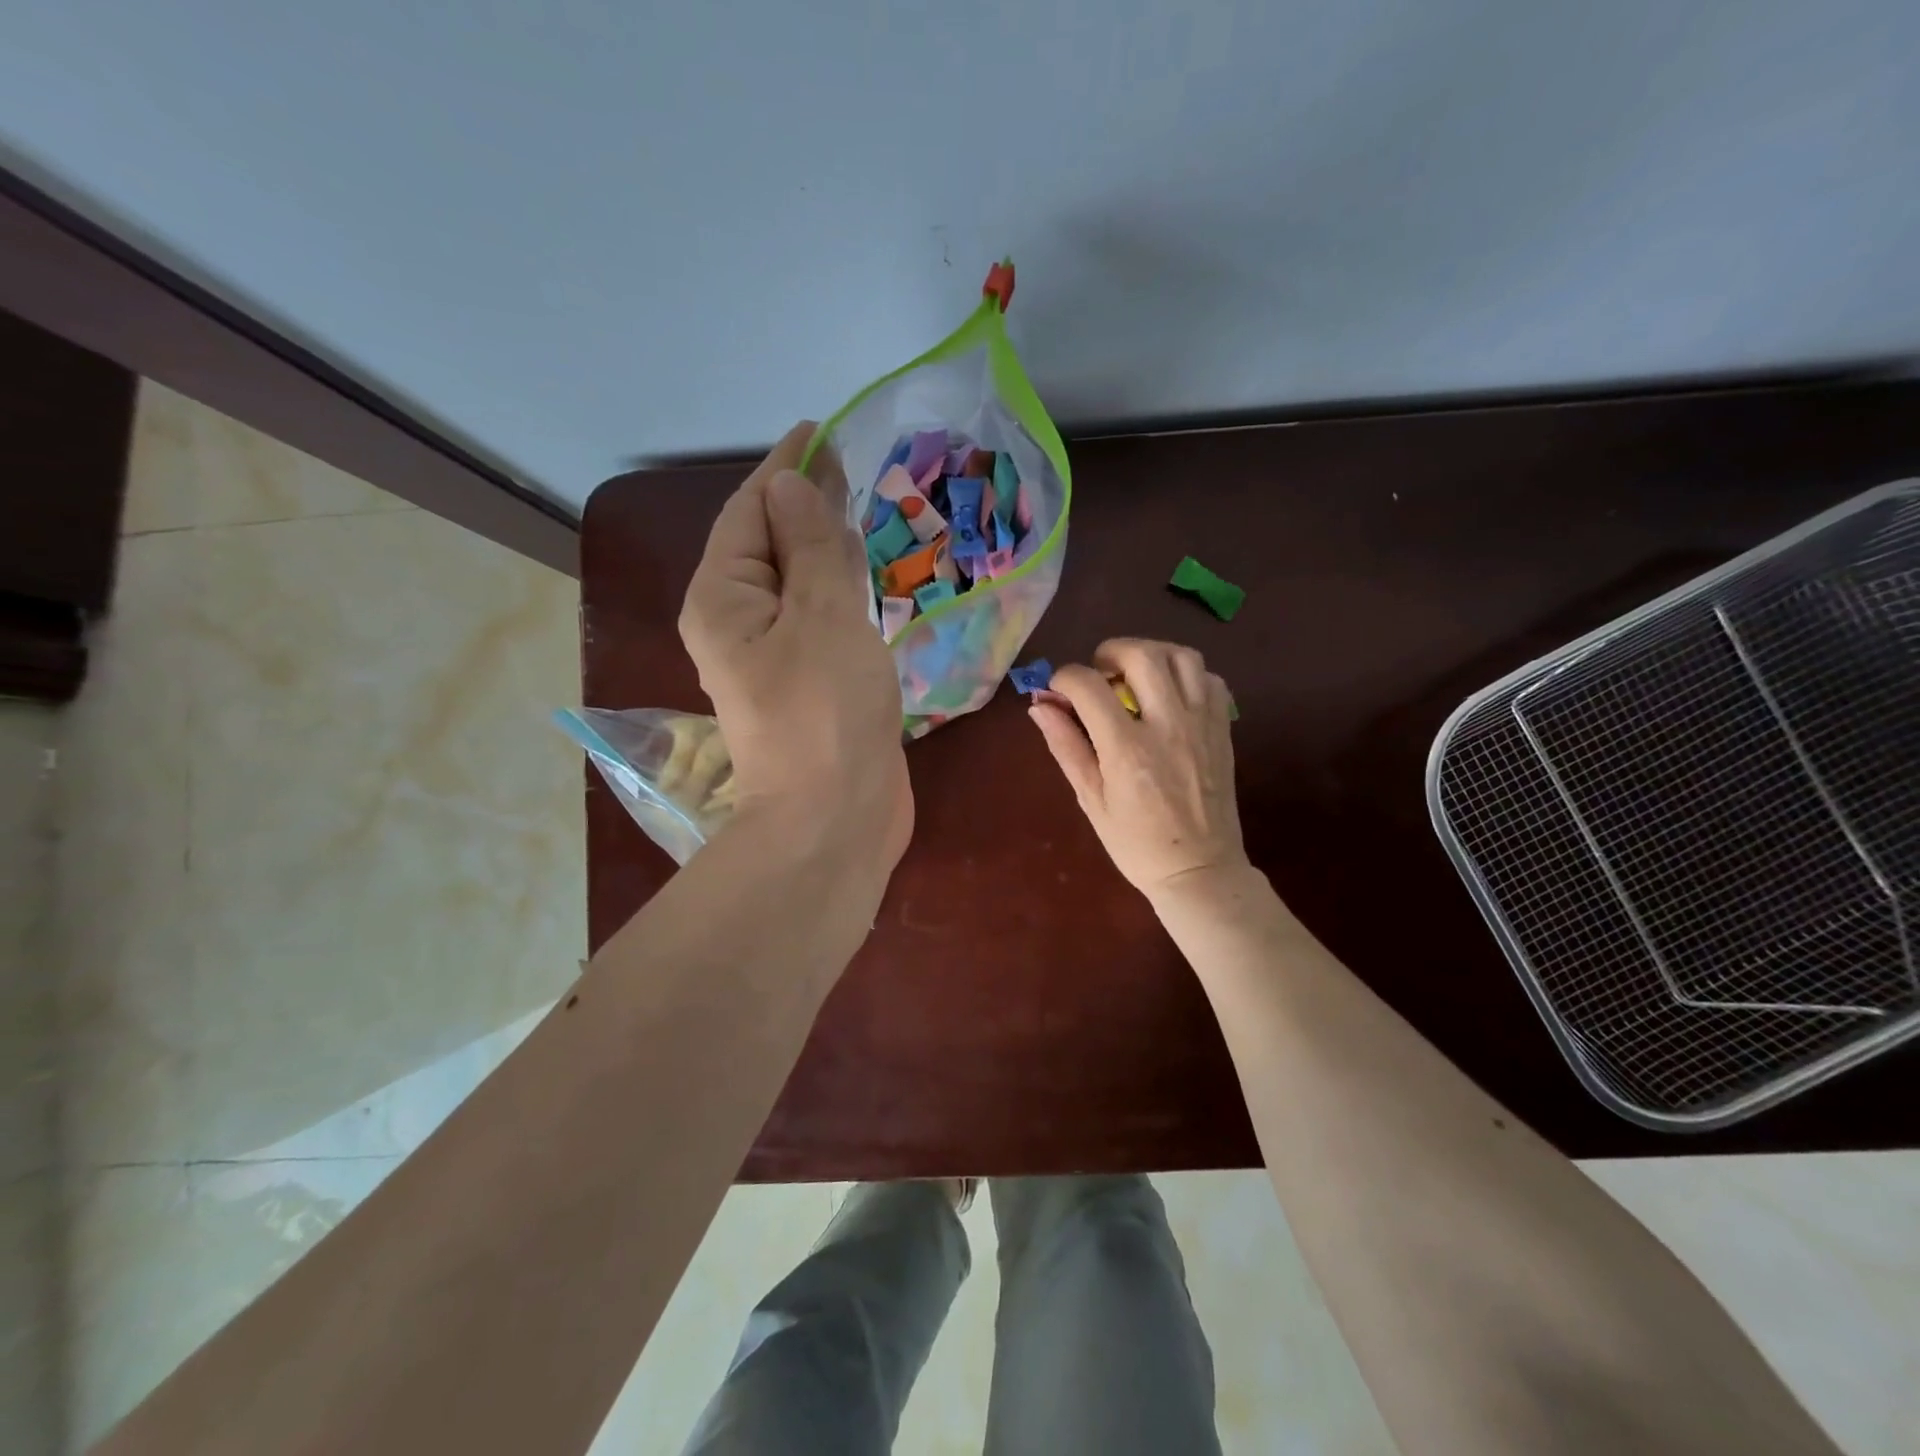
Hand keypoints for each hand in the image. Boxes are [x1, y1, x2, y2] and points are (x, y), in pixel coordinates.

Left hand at [678, 423, 910, 874]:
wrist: (836, 820)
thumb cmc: (827, 712)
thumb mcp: (822, 614)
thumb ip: (809, 544)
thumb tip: (789, 485)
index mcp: (724, 599)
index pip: (750, 512)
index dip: (785, 469)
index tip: (821, 430)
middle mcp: (738, 623)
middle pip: (770, 545)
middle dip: (805, 504)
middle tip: (849, 464)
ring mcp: (774, 657)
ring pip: (798, 583)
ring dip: (825, 546)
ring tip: (859, 508)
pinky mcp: (808, 683)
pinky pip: (820, 618)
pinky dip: (840, 590)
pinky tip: (864, 575)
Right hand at [1029, 638, 1248, 903]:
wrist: (1199, 870)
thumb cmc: (1136, 843)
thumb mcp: (1090, 800)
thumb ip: (1066, 746)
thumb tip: (1040, 705)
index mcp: (1127, 749)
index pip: (1089, 685)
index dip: (1065, 678)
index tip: (1060, 691)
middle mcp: (1168, 725)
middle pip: (1142, 655)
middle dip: (1111, 651)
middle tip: (1100, 673)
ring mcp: (1202, 724)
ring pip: (1182, 656)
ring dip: (1152, 654)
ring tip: (1136, 675)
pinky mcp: (1223, 728)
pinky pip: (1210, 679)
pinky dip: (1187, 675)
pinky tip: (1170, 695)